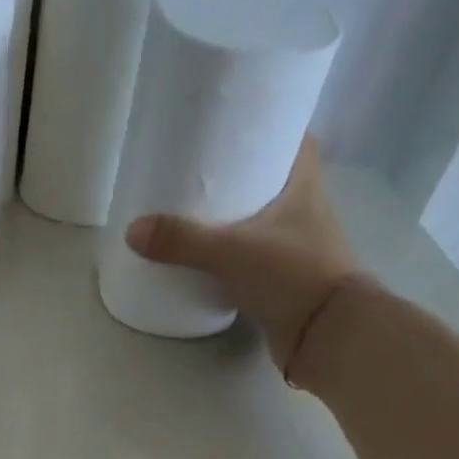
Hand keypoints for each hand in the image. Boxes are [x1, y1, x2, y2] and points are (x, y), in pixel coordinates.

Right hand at [124, 138, 361, 375]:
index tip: (237, 123)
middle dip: (241, 172)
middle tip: (200, 169)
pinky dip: (232, 256)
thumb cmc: (292, 276)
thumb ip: (183, 241)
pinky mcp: (282, 282)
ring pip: (261, 221)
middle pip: (272, 178)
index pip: (294, 138)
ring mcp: (295, 248)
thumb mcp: (232, 252)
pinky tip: (206, 259)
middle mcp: (304, 211)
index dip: (269, 125)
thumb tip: (132, 231)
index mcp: (304, 185)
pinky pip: (253, 258)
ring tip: (194, 212)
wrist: (325, 335)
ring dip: (235, 217)